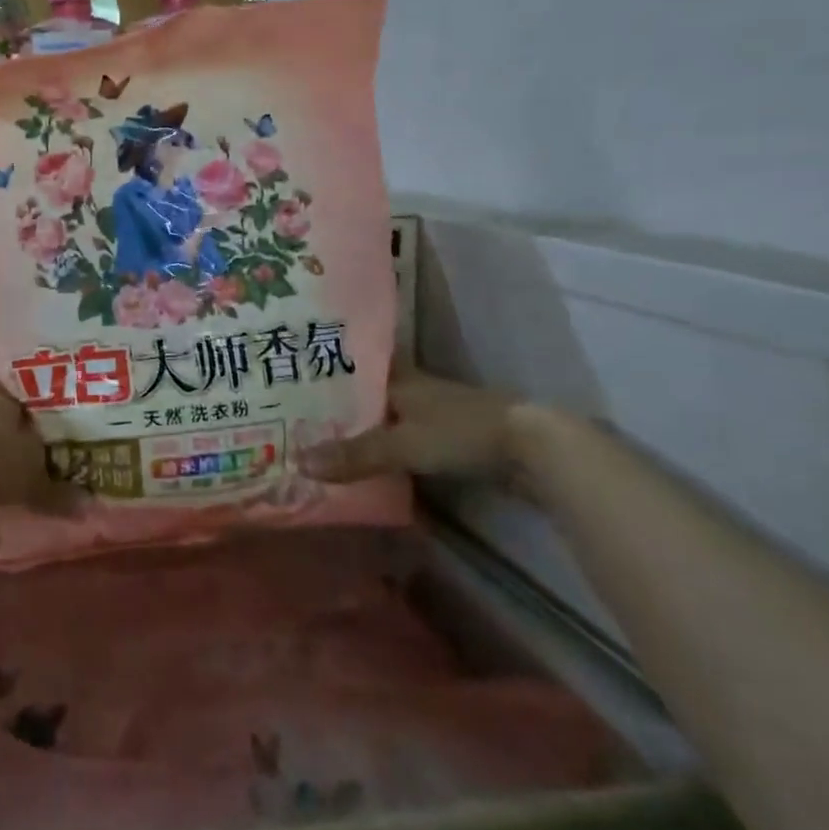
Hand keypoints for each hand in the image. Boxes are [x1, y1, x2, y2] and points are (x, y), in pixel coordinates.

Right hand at [298, 362, 521, 480]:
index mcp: (398, 378)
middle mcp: (412, 389)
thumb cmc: (462, 432)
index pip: (352, 366)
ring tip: (319, 441)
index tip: (292, 377)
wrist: (536, 450)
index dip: (324, 371)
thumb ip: (354, 455)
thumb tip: (298, 462)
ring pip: (384, 417)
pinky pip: (403, 440)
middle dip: (336, 405)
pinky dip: (383, 448)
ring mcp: (433, 414)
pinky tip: (364, 462)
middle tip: (294, 416)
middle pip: (365, 394)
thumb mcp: (402, 445)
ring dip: (359, 429)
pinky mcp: (449, 439)